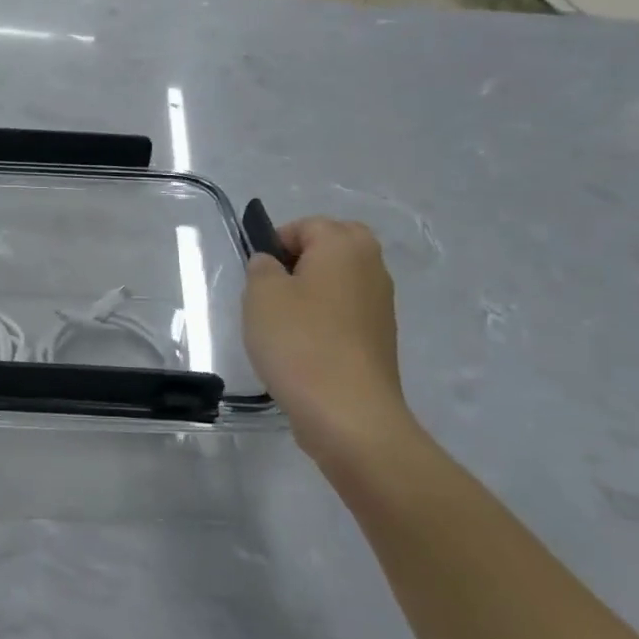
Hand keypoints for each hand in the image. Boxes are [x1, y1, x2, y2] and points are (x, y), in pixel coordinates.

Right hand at [243, 216, 414, 464]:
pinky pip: (346, 312)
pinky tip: (303, 347)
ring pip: (340, 281)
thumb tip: (272, 264)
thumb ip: (261, 267)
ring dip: (312, 292)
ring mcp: (381, 305)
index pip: (307, 224)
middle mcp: (371, 267)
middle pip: (333, 246)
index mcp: (344, 246)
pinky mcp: (380, 339)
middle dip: (301, 260)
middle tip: (272, 289)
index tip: (257, 274)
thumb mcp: (261, 295)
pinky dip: (325, 320)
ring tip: (283, 323)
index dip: (276, 242)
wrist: (348, 413)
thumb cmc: (299, 341)